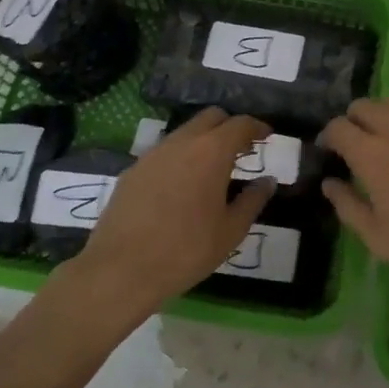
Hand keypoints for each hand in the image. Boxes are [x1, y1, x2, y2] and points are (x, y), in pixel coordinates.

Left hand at [53, 108, 276, 324]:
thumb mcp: (231, 230)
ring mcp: (152, 155)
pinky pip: (163, 153)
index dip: (256, 126)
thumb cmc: (187, 250)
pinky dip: (179, 158)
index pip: (239, 123)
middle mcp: (181, 143)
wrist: (121, 270)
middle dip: (229, 127)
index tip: (266, 136)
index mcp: (211, 152)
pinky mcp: (132, 171)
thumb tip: (268, 181)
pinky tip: (181, 186)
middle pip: (210, 117)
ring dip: (203, 141)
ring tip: (212, 169)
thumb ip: (253, 200)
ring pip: (184, 133)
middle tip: (241, 149)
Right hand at [320, 99, 388, 317]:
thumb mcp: (377, 237)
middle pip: (364, 105)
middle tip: (354, 146)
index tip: (328, 153)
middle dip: (353, 121)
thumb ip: (347, 205)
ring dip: (382, 116)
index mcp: (371, 155)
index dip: (328, 137)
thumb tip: (330, 182)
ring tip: (385, 140)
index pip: (338, 127)